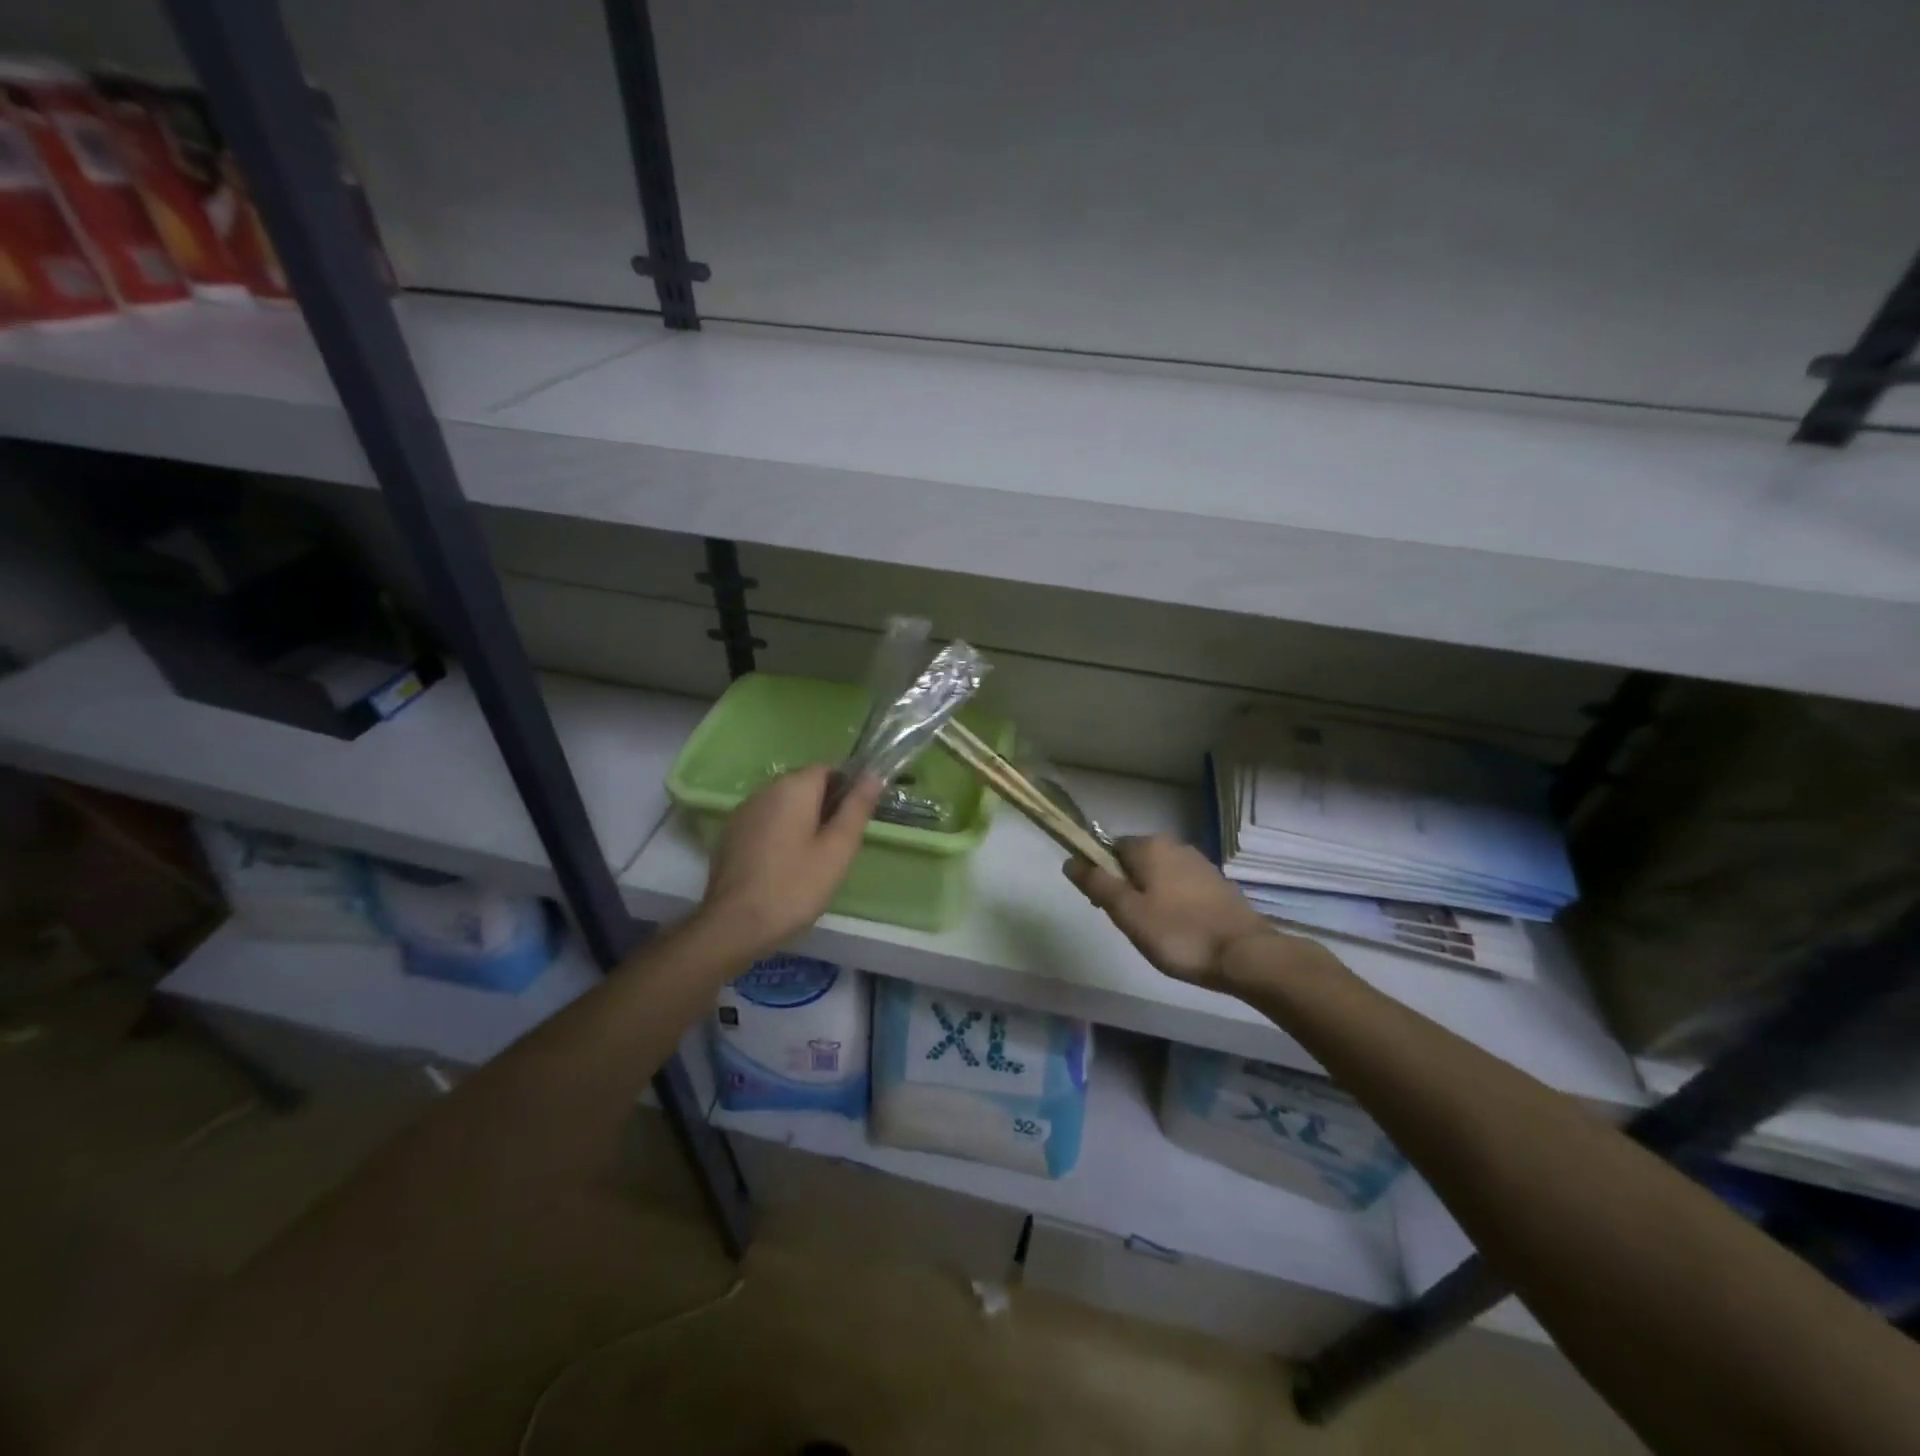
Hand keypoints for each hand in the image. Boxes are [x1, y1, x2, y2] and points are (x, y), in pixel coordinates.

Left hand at [698, 765, 881, 958]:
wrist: (734, 925)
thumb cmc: (795, 886)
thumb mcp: (837, 849)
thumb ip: (857, 808)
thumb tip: (873, 774)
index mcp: (793, 787)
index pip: (828, 768)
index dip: (847, 789)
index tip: (856, 819)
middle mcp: (764, 790)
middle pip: (804, 785)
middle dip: (825, 806)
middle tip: (838, 844)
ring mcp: (743, 812)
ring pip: (784, 805)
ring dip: (802, 821)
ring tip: (814, 858)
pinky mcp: (731, 834)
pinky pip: (766, 822)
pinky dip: (780, 833)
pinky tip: (785, 865)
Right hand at [1065, 834, 1273, 988]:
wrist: (1244, 954)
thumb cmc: (1178, 933)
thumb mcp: (1127, 912)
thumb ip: (1096, 883)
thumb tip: (1070, 860)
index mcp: (1150, 846)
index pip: (1110, 848)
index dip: (1101, 874)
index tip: (1104, 905)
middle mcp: (1175, 845)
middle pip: (1136, 861)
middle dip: (1126, 886)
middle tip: (1129, 922)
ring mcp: (1200, 863)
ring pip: (1160, 874)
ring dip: (1150, 895)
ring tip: (1154, 930)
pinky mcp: (1218, 884)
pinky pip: (1182, 886)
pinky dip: (1174, 902)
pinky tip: (1179, 928)